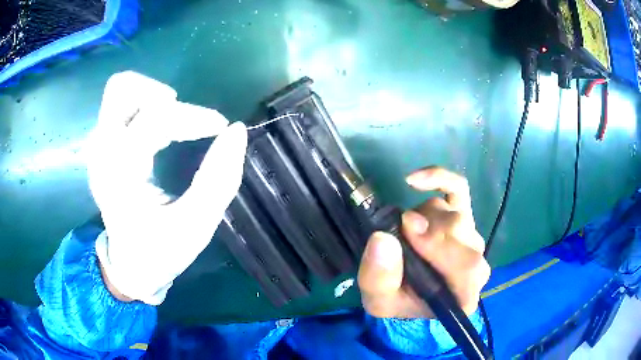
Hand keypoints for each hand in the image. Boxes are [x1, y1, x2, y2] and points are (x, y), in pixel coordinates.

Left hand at [88, 71, 246, 304]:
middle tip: (184, 121)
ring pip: (119, 90)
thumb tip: (236, 131)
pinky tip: (157, 130)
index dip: (193, 116)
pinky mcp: (103, 147)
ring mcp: (98, 147)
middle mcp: (102, 152)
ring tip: (171, 120)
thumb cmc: (160, 252)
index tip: (220, 127)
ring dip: (150, 95)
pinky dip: (143, 104)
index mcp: (120, 174)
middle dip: (161, 95)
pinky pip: (120, 105)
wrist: (129, 266)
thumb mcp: (195, 226)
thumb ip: (219, 180)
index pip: (154, 119)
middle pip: (122, 88)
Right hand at [358, 167, 489, 317]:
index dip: (440, 246)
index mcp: (463, 294)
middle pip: (461, 232)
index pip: (469, 267)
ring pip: (454, 213)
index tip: (408, 233)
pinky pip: (459, 188)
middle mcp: (476, 265)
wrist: (406, 295)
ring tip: (404, 232)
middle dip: (427, 229)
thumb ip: (380, 278)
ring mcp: (471, 237)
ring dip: (423, 217)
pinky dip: (439, 178)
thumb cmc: (397, 301)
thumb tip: (382, 238)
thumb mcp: (378, 301)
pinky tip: (415, 180)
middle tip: (400, 232)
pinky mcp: (463, 215)